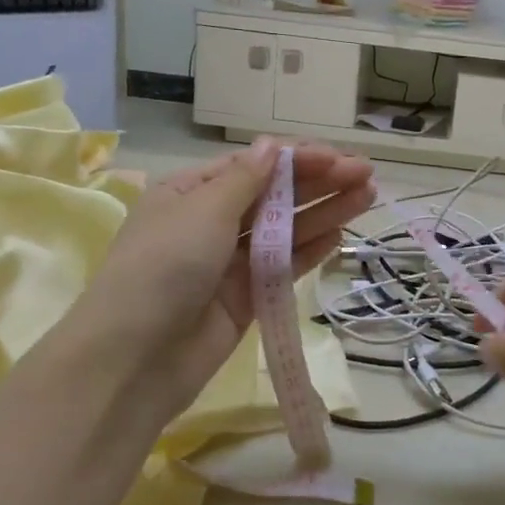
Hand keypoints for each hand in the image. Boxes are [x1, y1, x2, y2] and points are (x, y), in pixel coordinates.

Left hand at [76, 138, 375, 431]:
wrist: (136, 357)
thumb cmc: (164, 266)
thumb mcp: (202, 210)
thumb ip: (245, 180)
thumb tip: (272, 146)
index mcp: (192, 192)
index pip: (254, 166)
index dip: (298, 158)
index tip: (338, 158)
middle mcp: (212, 222)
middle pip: (275, 195)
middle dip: (319, 182)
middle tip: (366, 175)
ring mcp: (230, 262)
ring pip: (286, 230)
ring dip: (324, 212)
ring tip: (367, 197)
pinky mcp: (246, 297)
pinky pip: (283, 267)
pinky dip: (310, 251)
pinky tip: (340, 237)